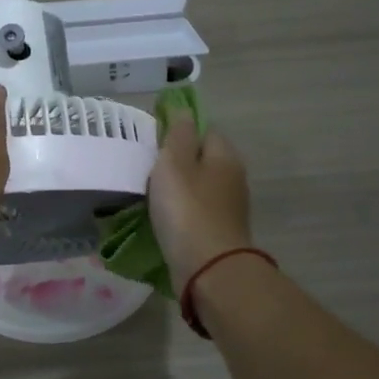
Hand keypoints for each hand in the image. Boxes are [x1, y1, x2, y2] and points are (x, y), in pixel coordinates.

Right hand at [147, 113, 253, 292]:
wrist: (209, 269)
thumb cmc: (187, 209)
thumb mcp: (174, 162)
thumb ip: (177, 133)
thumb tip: (182, 109)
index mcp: (225, 155)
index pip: (203, 129)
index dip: (178, 131)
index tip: (152, 141)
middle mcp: (233, 177)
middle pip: (202, 159)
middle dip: (177, 162)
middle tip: (146, 168)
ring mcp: (229, 207)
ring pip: (198, 186)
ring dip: (177, 189)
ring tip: (149, 194)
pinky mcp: (219, 232)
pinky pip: (196, 211)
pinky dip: (180, 212)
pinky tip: (162, 219)